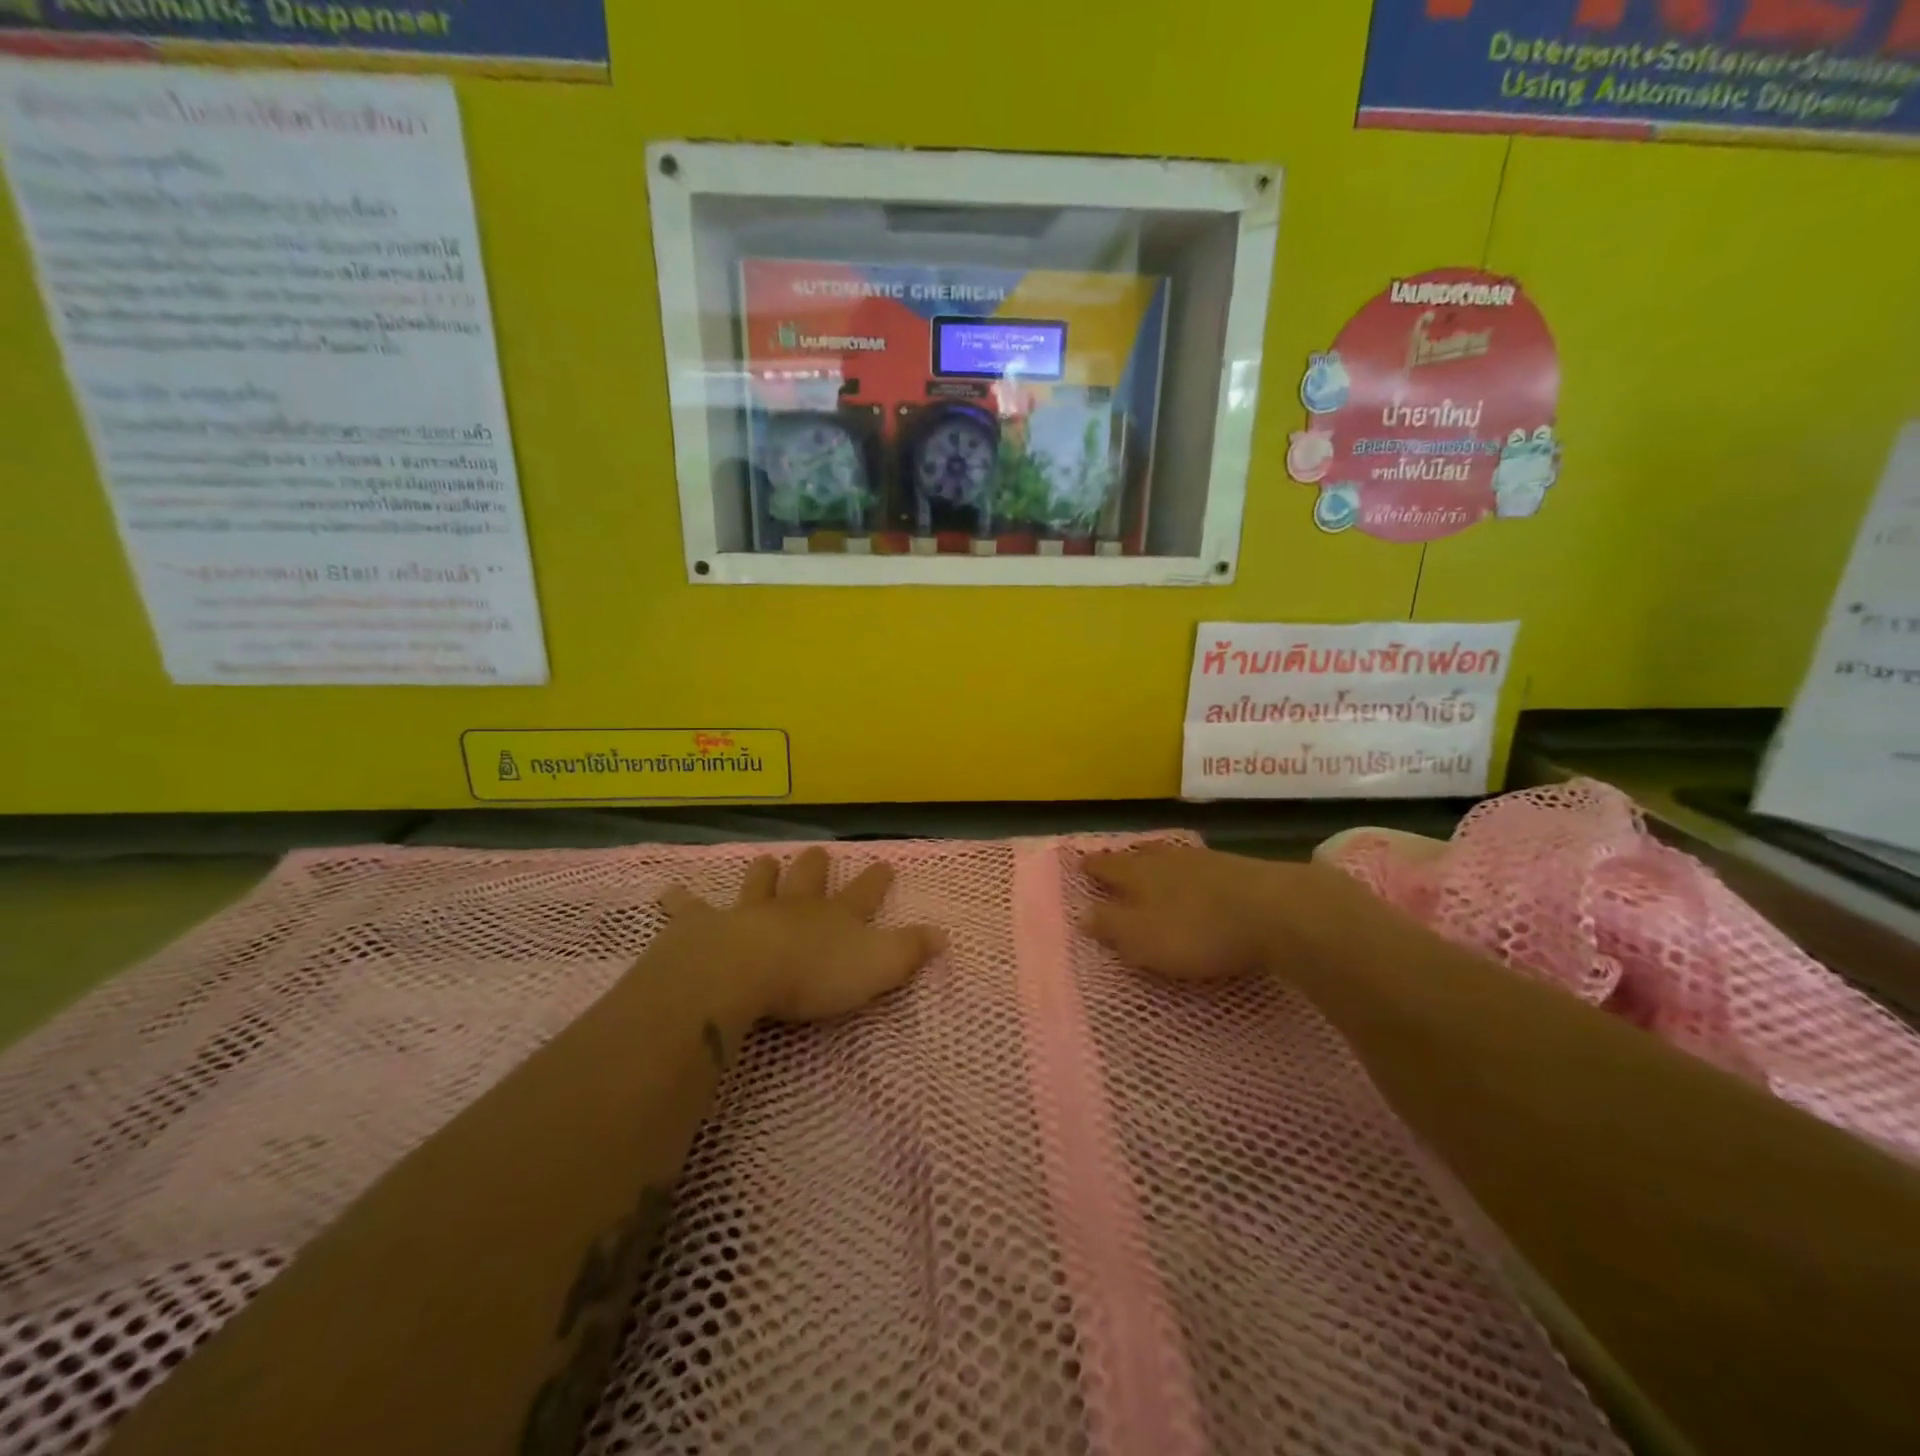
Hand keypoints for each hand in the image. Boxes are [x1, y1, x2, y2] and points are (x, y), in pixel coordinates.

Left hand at [658, 847, 946, 1021]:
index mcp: (834, 918)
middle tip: (816, 852)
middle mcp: (794, 908)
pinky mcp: (704, 926)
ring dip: (762, 874)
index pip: (863, 895)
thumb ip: (910, 951)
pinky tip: (668, 893)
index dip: (875, 881)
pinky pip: (689, 910)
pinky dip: (680, 901)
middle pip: (808, 880)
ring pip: (758, 884)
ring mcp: (748, 912)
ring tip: (764, 860)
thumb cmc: (814, 975)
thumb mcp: (878, 967)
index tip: (885, 863)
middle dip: (815, 867)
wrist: (743, 972)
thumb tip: (944, 934)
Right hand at [1082, 844, 1364, 982]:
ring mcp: (1205, 861)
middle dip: (1125, 859)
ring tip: (1152, 865)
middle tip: (1114, 860)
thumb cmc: (1197, 930)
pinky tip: (1198, 879)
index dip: (1093, 867)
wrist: (1275, 911)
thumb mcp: (1143, 938)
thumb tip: (1082, 913)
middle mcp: (1168, 859)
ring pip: (1172, 857)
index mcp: (1139, 874)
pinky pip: (1200, 866)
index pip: (1109, 867)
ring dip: (1158, 862)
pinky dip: (1190, 872)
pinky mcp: (1238, 869)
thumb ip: (1111, 926)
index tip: (1080, 863)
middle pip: (1140, 856)